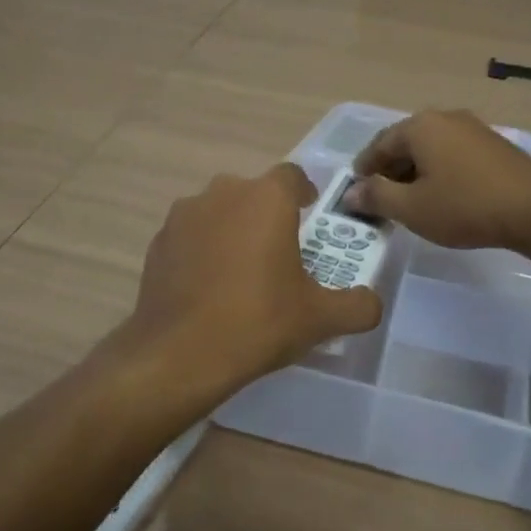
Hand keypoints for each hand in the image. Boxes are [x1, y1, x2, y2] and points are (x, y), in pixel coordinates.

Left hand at [110, 164, 382, 406]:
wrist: (179, 353)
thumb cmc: (258, 321)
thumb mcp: (321, 319)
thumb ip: (358, 305)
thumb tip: (371, 302)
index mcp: (267, 198)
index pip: (292, 176)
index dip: (304, 193)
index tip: (310, 218)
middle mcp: (224, 193)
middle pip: (254, 193)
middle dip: (268, 215)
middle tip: (280, 253)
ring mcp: (184, 214)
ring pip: (219, 211)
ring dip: (233, 230)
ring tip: (241, 272)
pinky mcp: (158, 241)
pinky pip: (190, 235)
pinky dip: (202, 250)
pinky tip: (207, 287)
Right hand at [347, 109, 530, 255]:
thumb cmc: (466, 206)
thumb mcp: (412, 208)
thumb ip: (377, 197)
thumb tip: (351, 192)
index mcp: (420, 126)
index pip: (379, 144)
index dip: (364, 169)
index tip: (355, 192)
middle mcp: (445, 118)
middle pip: (405, 143)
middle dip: (389, 171)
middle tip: (380, 200)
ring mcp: (472, 128)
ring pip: (430, 148)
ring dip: (414, 172)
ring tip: (410, 202)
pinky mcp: (493, 144)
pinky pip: (452, 153)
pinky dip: (439, 171)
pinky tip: (442, 196)